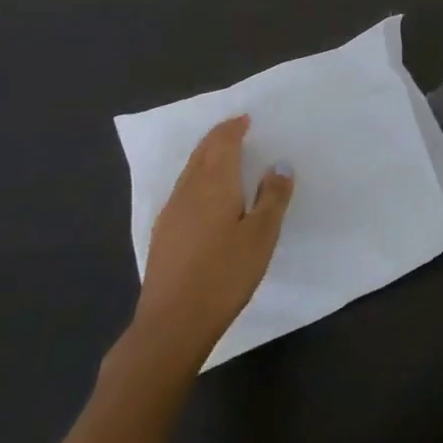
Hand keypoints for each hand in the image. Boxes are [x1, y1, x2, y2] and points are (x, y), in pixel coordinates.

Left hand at [129, 116, 292, 369]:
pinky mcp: (163, 235)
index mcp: (215, 183)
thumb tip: (279, 164)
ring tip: (222, 156)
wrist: (172, 324)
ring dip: (206, 156)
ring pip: (190, 171)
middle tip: (235, 129)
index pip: (223, 143)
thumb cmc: (224, 274)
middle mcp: (189, 190)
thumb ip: (272, 196)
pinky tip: (203, 195)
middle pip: (202, 152)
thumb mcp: (261, 235)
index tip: (245, 118)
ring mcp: (171, 212)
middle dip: (218, 137)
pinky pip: (183, 190)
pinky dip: (197, 178)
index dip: (233, 128)